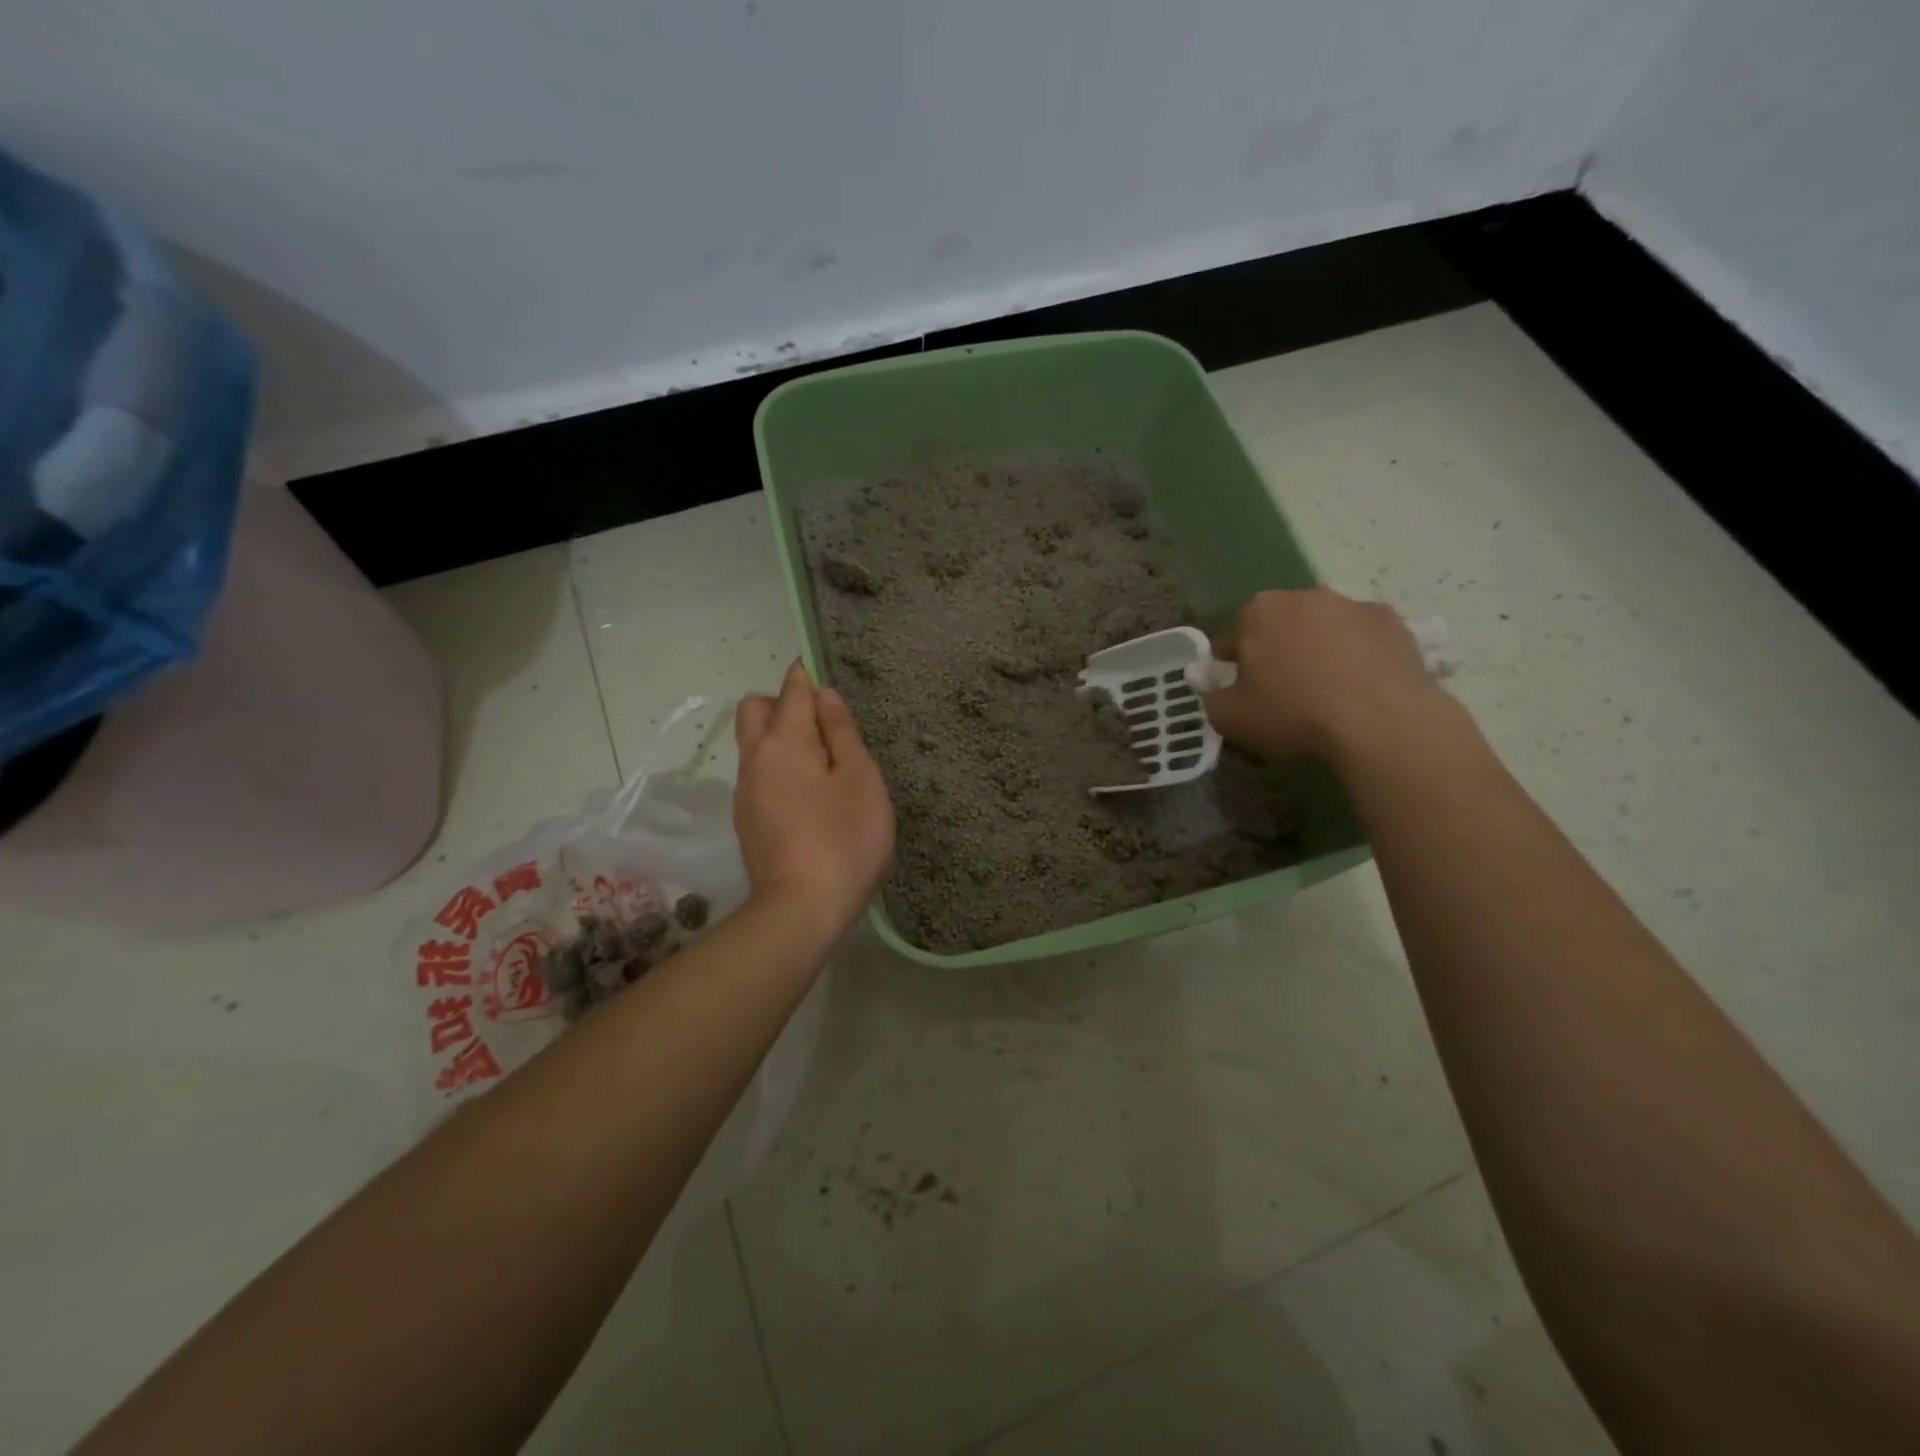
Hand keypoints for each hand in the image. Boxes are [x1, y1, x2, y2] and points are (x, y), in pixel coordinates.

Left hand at [734, 661, 895, 942]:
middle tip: (821, 726)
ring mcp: (745, 792)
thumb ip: (842, 733)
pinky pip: (758, 774)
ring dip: (779, 737)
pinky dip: (777, 767)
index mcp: (785, 742)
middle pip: (755, 710)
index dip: (804, 676)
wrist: (802, 909)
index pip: (791, 691)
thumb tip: (824, 696)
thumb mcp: (860, 780)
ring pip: (753, 744)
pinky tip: (807, 797)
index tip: (815, 671)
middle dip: (782, 703)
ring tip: (822, 765)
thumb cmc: (845, 839)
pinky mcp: (746, 820)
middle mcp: (755, 759)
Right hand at [1204, 589, 1446, 762]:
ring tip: (1327, 693)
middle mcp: (1306, 596)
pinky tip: (1360, 690)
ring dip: (1320, 651)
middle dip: (1280, 649)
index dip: (1237, 661)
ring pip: (1325, 628)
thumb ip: (1215, 698)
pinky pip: (1364, 639)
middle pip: (1283, 624)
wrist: (1378, 720)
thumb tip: (1221, 692)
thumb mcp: (1229, 718)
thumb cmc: (1292, 712)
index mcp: (1260, 611)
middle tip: (1283, 690)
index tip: (1242, 687)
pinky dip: (1359, 657)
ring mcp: (1354, 606)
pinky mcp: (1394, 623)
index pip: (1238, 632)